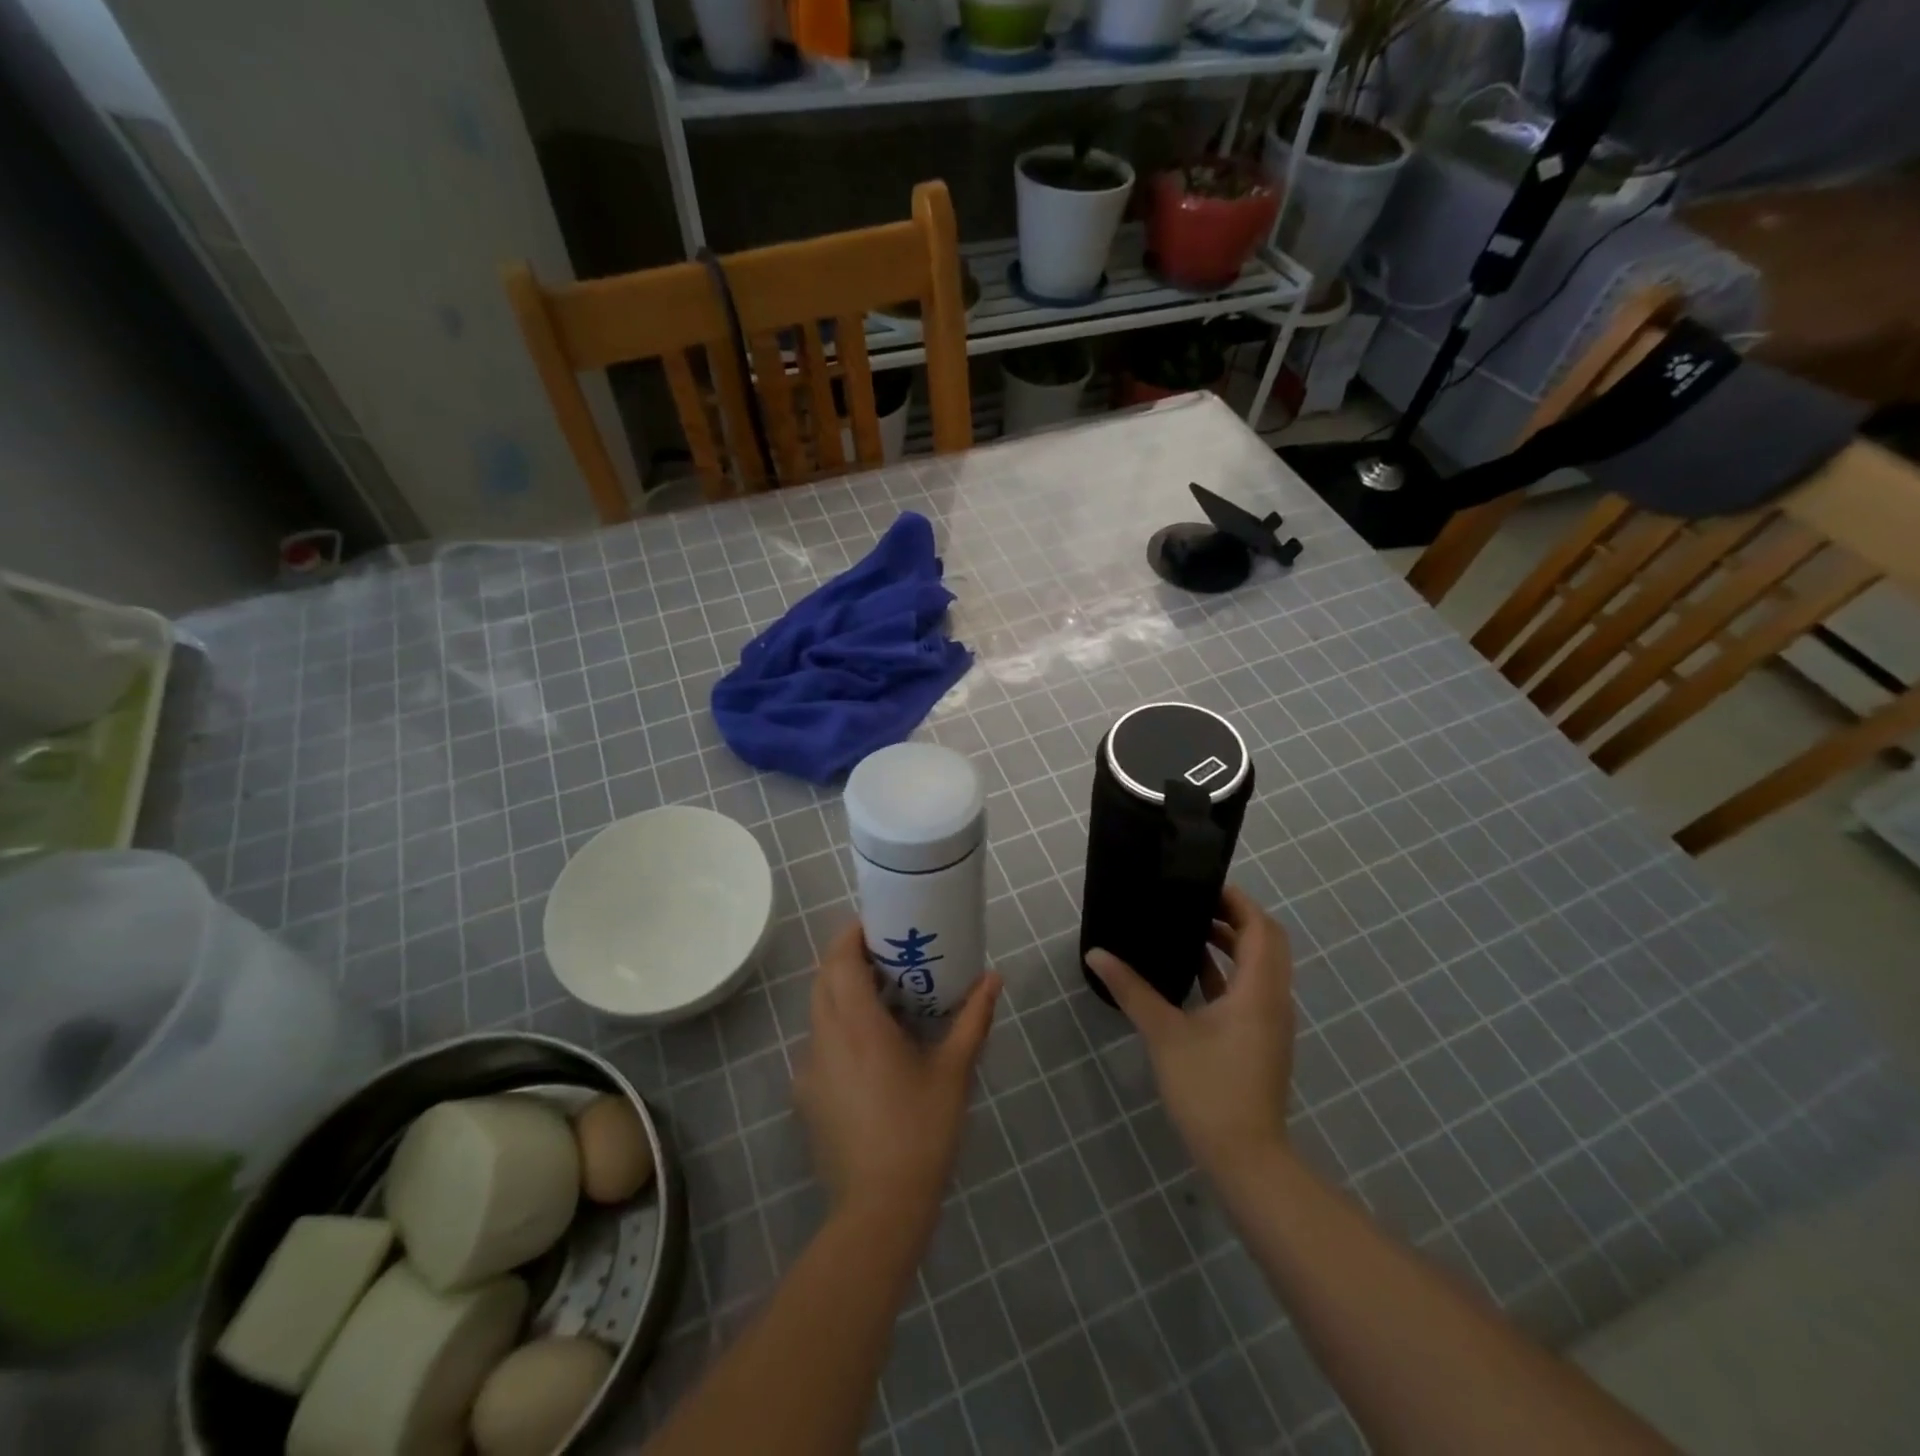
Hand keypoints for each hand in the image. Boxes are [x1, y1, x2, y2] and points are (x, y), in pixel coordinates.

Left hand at [795, 922, 1000, 1225]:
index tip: (877, 925)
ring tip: (882, 995)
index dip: (851, 935)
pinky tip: (871, 1047)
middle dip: (847, 958)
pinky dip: (838, 1025)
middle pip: (823, 980)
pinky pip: (820, 1042)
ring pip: (818, 1011)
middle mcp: (824, 1038)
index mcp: (857, 1026)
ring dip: (841, 991)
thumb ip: (973, 1019)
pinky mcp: (808, 1095)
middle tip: (885, 954)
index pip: (838, 961)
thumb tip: (993, 978)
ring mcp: (810, 1069)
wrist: (880, 1208)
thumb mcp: (954, 1072)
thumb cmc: (921, 1131)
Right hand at [1085, 885, 1294, 1178]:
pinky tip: (1191, 975)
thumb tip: (1097, 954)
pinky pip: (1250, 990)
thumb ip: (1131, 989)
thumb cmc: (1209, 1089)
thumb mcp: (1164, 1034)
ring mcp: (1270, 1022)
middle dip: (1235, 918)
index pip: (1260, 927)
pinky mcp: (1261, 1040)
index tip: (1202, 885)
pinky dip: (1227, 973)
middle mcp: (1273, 999)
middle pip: (1266, 942)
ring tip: (1189, 930)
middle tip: (1194, 903)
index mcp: (1259, 990)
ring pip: (1260, 967)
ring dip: (1231, 945)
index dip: (1236, 901)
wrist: (1246, 1158)